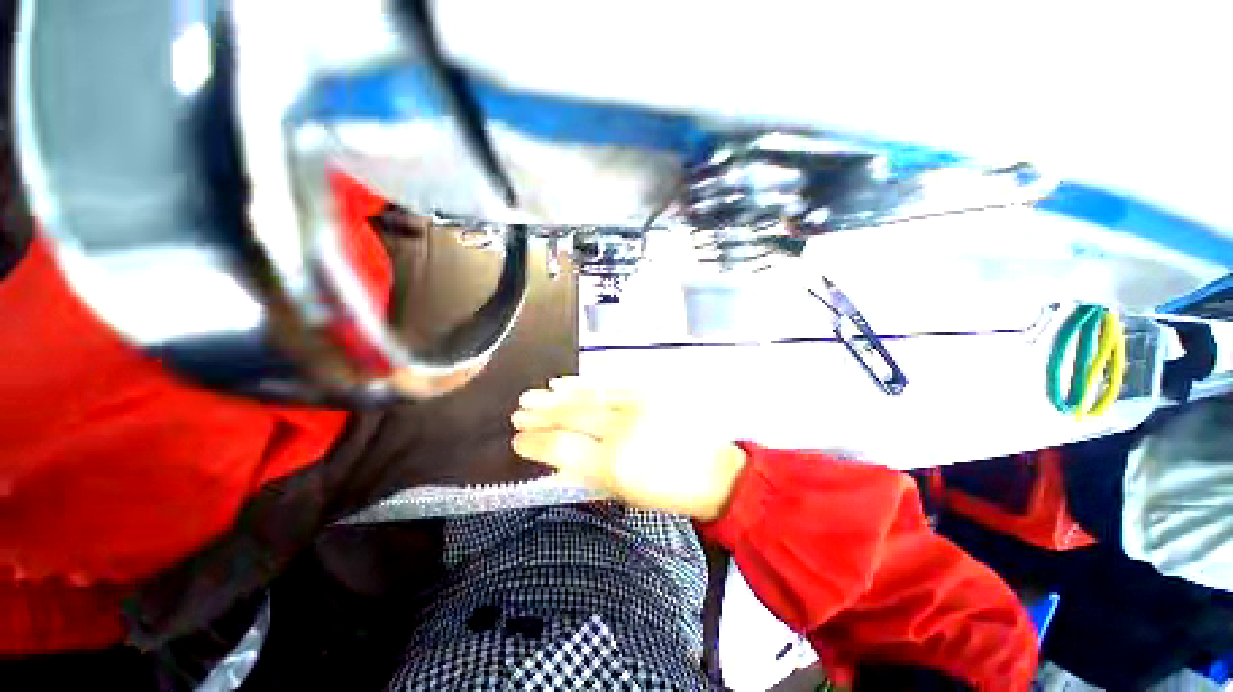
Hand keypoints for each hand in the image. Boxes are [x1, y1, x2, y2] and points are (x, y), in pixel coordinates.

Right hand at [510, 377, 747, 519]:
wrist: (713, 472)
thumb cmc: (667, 492)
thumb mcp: (624, 494)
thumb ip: (588, 473)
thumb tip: (557, 455)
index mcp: (615, 466)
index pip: (562, 448)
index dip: (535, 443)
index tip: (517, 440)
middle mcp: (623, 431)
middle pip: (571, 417)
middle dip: (540, 416)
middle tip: (517, 414)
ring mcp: (638, 406)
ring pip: (587, 396)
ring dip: (556, 397)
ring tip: (532, 397)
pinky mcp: (650, 391)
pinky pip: (610, 384)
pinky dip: (583, 383)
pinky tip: (564, 383)